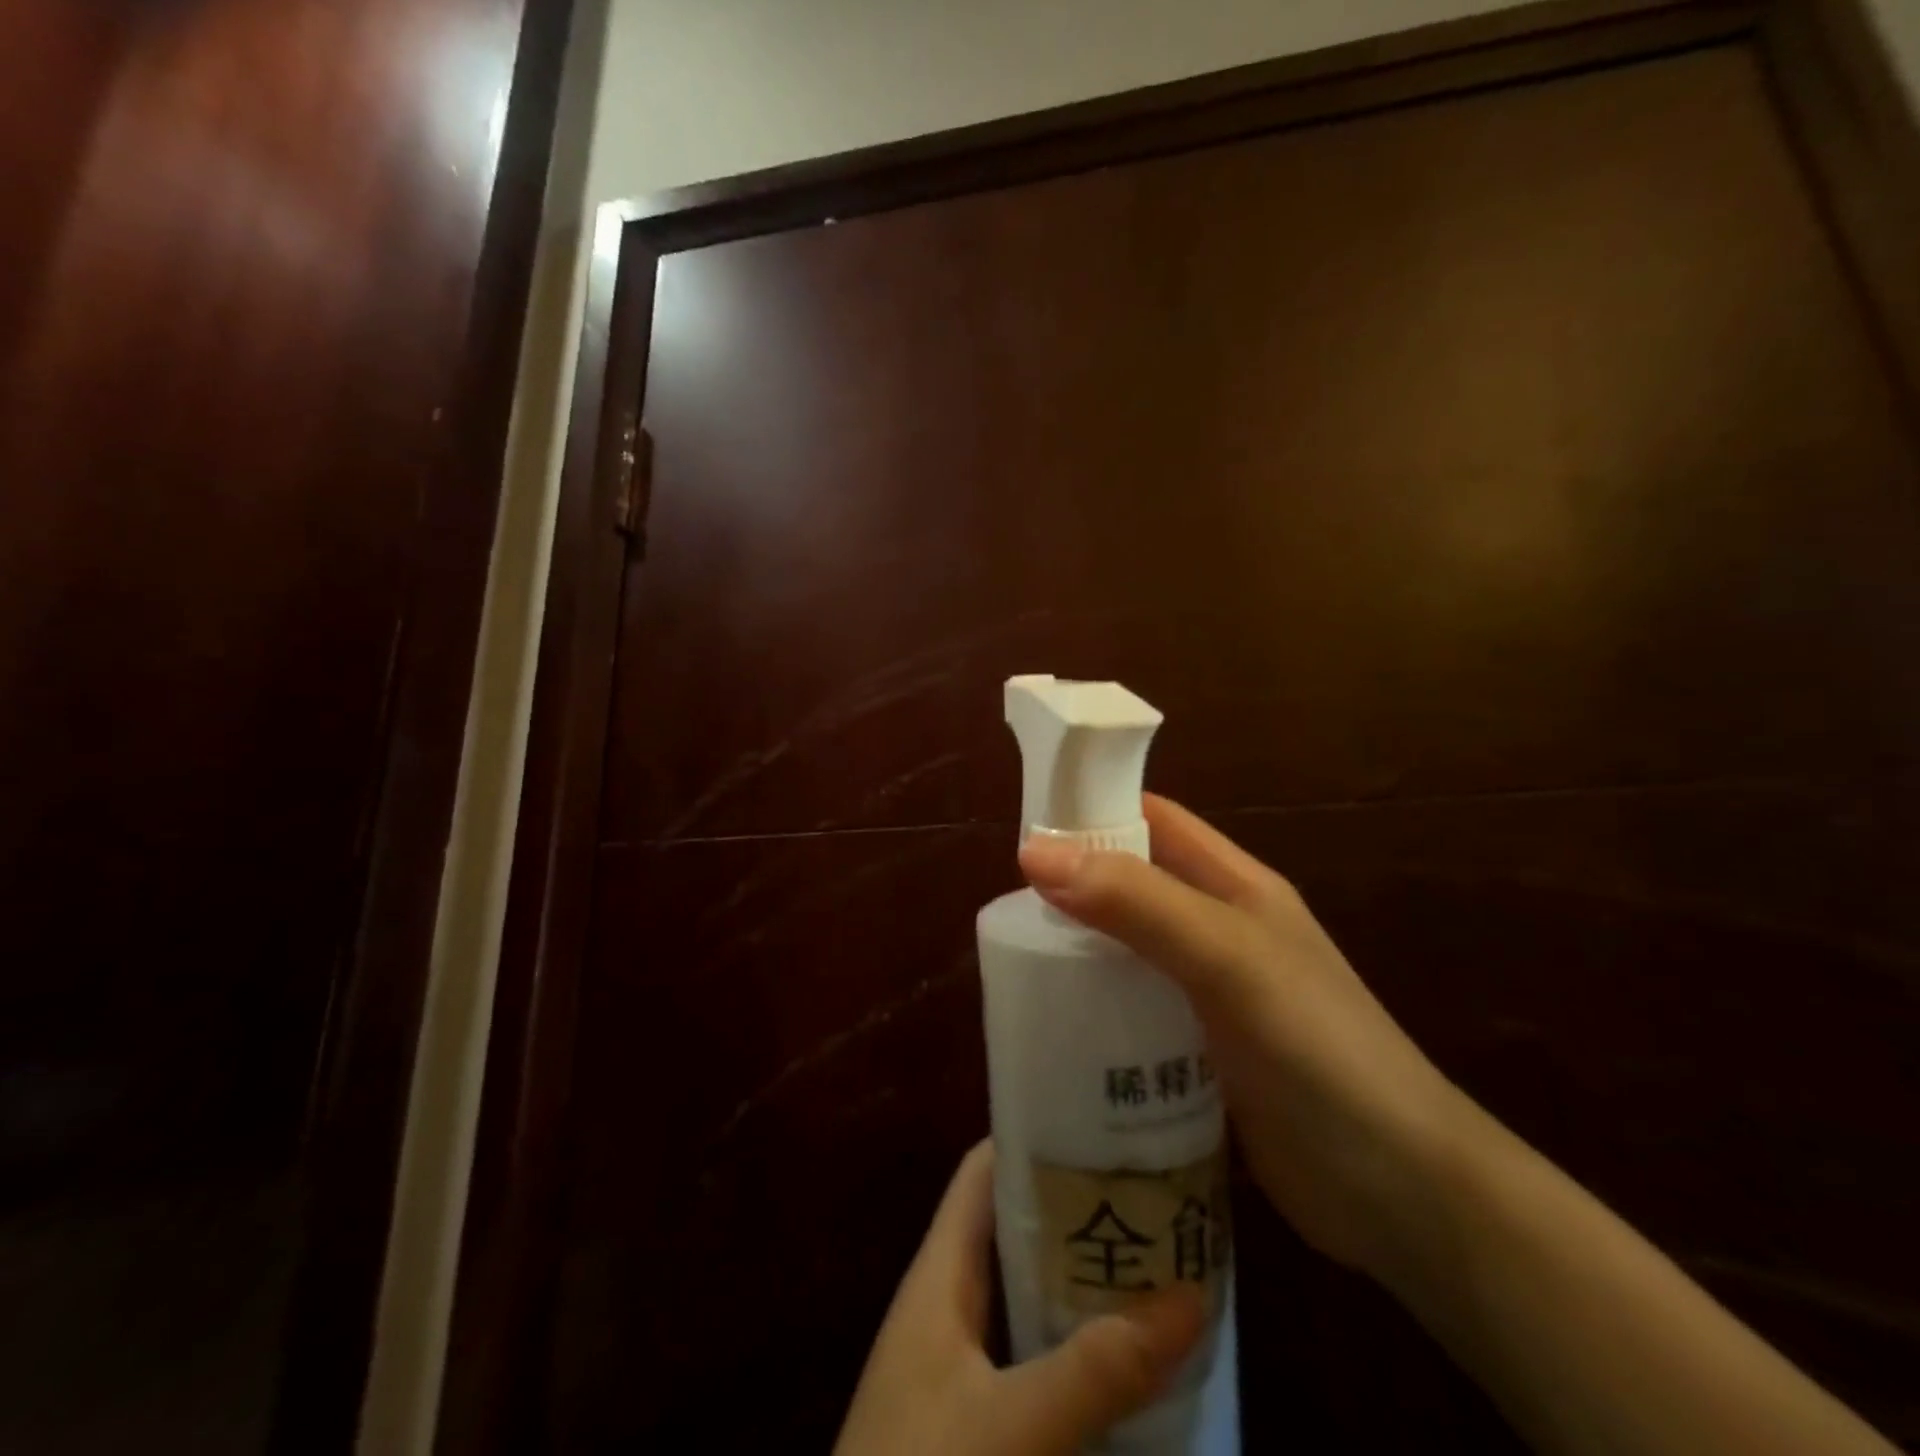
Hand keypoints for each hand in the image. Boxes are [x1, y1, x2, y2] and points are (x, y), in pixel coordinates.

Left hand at [834, 1141, 1205, 1455]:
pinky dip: (1072, 1346)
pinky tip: (1122, 1361)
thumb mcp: (1011, 1426)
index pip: (983, 1171)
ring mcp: (956, 1363)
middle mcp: (946, 1302)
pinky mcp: (972, 1418)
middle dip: (1076, 1211)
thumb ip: (1096, 1370)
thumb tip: (1190, 1298)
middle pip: (1013, 1229)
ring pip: (1025, 1295)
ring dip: (1079, 1279)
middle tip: (1149, 1196)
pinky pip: (1029, 1356)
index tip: (1100, 1126)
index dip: (1034, 1139)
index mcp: (939, 1271)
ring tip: (1152, 1261)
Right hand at [1019, 794, 1472, 1278]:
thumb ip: (1136, 902)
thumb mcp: (1227, 959)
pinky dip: (1096, 1008)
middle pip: (1134, 885)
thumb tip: (1034, 851)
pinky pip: (1134, 1010)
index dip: (1096, 809)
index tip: (1027, 828)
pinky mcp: (1201, 1052)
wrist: (1401, 1193)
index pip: (1155, 820)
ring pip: (1129, 950)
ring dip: (1081, 950)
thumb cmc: (1318, 1050)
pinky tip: (1058, 1028)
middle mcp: (1220, 930)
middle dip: (1075, 886)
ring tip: (1018, 965)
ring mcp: (1211, 994)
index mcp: (1235, 886)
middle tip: (1009, 908)